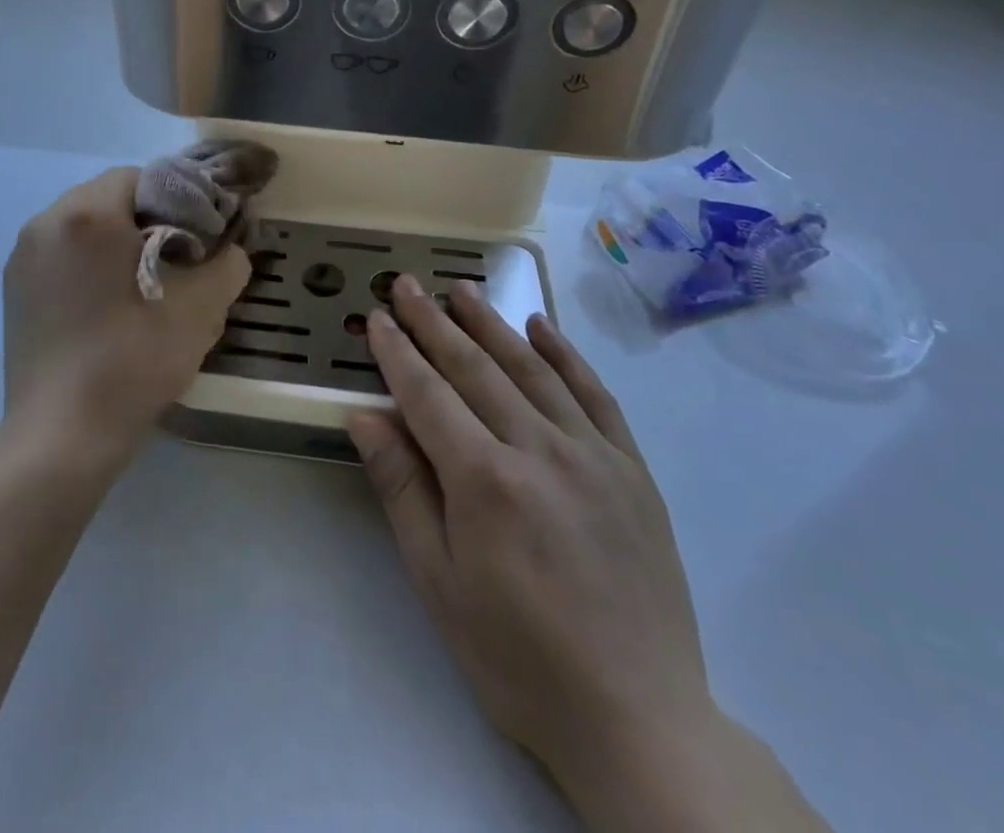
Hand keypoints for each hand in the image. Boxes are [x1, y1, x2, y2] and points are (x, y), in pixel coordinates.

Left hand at [3, 167, 250, 463]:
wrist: (61, 436)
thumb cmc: (133, 360)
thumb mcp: (201, 308)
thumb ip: (227, 263)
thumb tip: (230, 250)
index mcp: (87, 213)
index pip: (141, 177)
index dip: (177, 200)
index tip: (197, 238)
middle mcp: (45, 222)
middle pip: (109, 198)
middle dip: (145, 221)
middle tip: (176, 262)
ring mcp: (22, 257)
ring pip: (82, 227)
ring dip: (113, 242)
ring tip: (141, 286)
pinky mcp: (12, 291)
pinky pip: (60, 256)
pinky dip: (86, 266)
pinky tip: (105, 308)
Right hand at [349, 275, 717, 822]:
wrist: (638, 719)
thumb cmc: (517, 656)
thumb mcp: (438, 582)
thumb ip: (403, 488)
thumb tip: (364, 417)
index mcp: (485, 480)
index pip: (428, 394)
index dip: (398, 352)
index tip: (377, 316)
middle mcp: (538, 450)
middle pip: (474, 368)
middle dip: (434, 322)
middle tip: (408, 284)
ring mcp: (592, 454)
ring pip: (531, 368)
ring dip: (491, 323)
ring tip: (461, 288)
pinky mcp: (632, 469)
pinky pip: (594, 394)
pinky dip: (565, 354)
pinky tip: (541, 326)